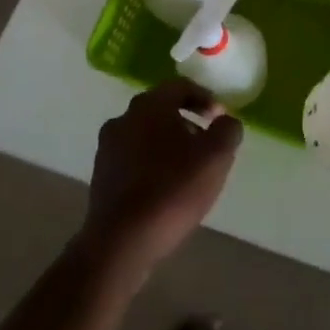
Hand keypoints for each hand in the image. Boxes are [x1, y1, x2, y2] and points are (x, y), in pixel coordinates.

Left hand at [79, 78, 243, 282]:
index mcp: (149, 105)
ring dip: (168, 143)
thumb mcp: (216, 157)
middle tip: (207, 143)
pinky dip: (151, 163)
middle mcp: (123, 118)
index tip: (220, 118)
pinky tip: (165, 188)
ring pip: (145, 134)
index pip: (180, 87)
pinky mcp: (101, 176)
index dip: (205, 98)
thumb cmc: (172, 190)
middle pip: (161, 109)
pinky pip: (133, 158)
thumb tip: (226, 121)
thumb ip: (228, 130)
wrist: (121, 242)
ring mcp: (107, 148)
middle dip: (187, 121)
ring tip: (188, 169)